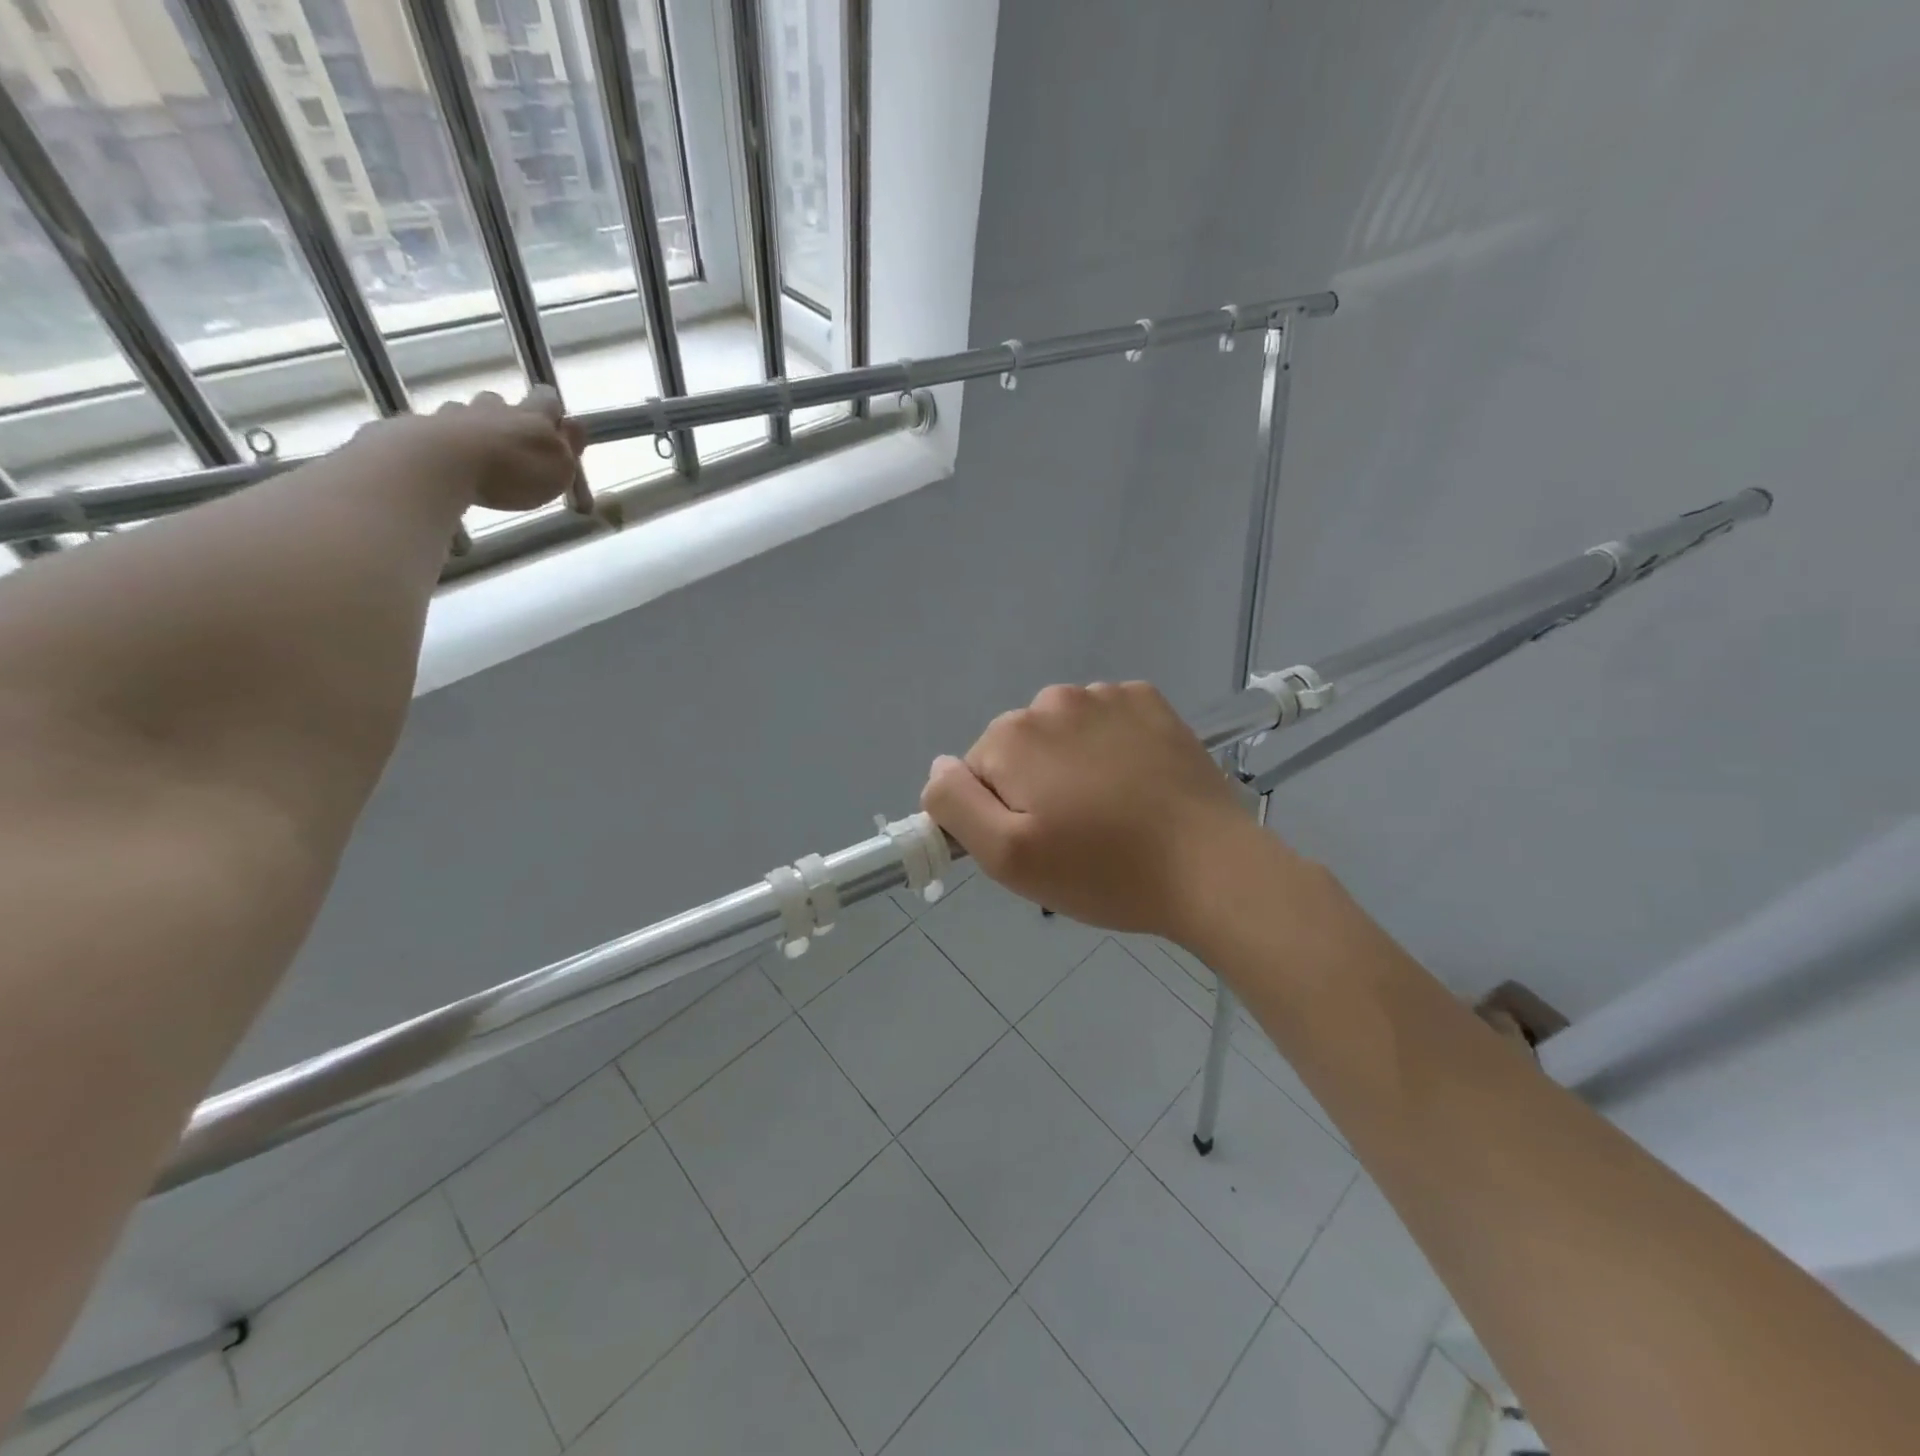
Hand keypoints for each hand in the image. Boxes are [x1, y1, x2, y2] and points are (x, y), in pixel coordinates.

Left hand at [351, 386, 586, 511]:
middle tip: (513, 442)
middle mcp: (495, 408)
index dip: (551, 408)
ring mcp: (456, 414)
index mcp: (532, 417)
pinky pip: (439, 429)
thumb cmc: (514, 471)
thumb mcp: (559, 468)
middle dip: (509, 417)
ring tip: (479, 453)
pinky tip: (448, 459)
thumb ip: (569, 446)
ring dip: (476, 427)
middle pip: (503, 403)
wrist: (441, 463)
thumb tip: (577, 424)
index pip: (547, 399)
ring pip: (469, 413)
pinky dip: (446, 440)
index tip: (555, 421)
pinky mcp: (423, 428)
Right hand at [921, 682, 1261, 942]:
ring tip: (1111, 814)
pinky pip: (1107, 722)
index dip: (998, 815)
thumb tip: (939, 768)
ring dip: (1072, 766)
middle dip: (1034, 788)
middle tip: (1075, 837)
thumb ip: (955, 805)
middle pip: (1019, 749)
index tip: (1038, 846)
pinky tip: (1136, 784)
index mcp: (1013, 736)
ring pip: (1063, 734)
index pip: (975, 775)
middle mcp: (1054, 700)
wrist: (1211, 868)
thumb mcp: (1009, 858)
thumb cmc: (1104, 871)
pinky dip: (1110, 747)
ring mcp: (1107, 695)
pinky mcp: (1150, 702)